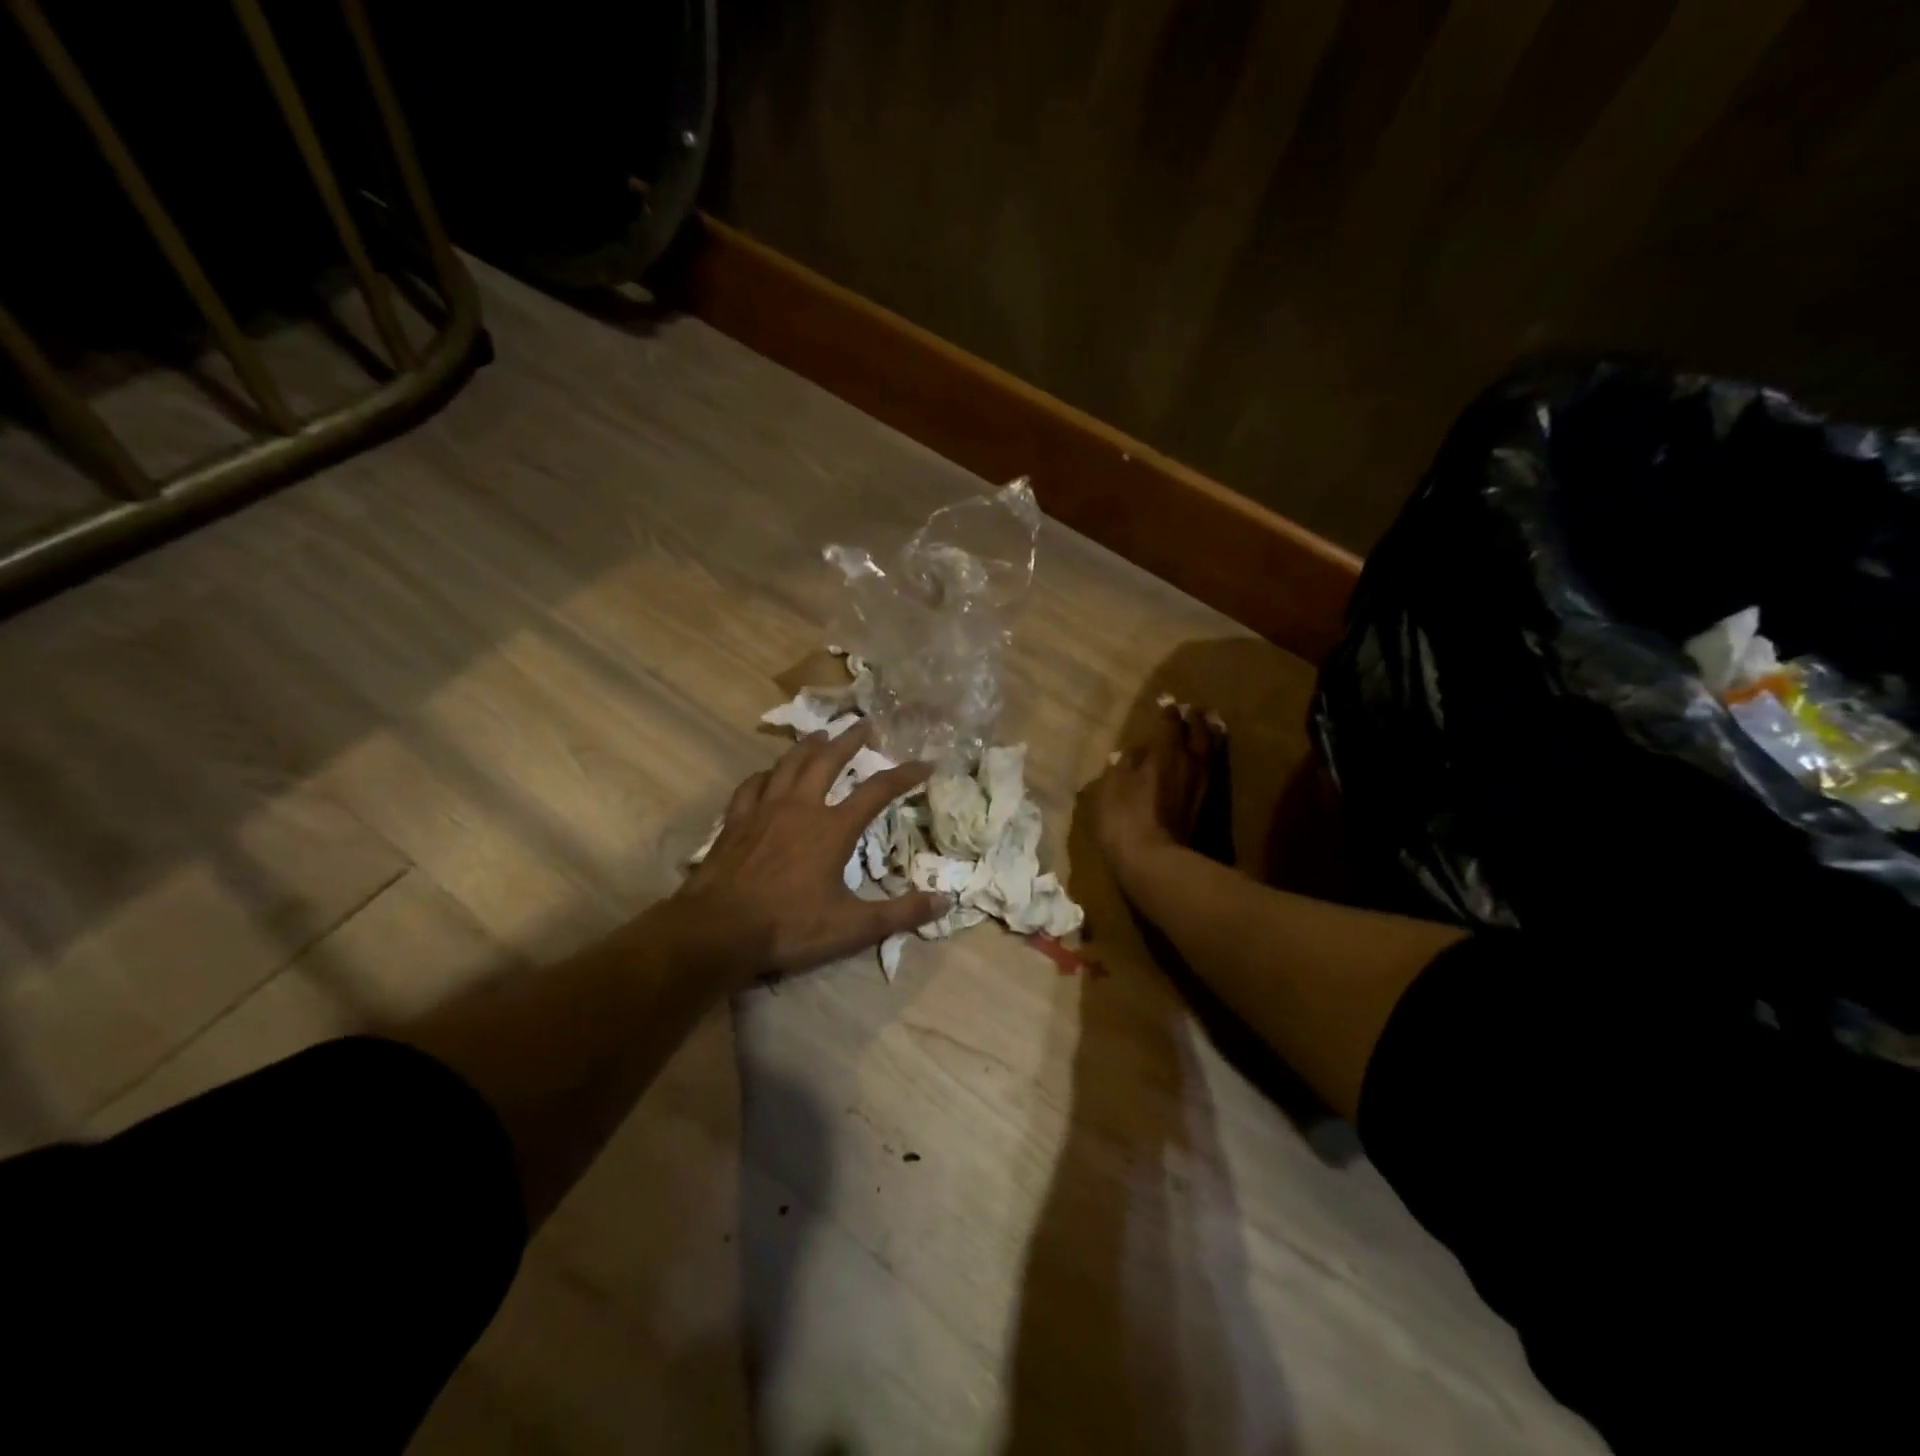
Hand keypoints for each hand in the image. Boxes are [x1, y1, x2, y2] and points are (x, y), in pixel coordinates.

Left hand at [674, 725, 946, 981]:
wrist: (718, 931)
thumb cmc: (789, 926)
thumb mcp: (853, 927)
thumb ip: (900, 913)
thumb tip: (945, 901)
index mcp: (832, 828)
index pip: (877, 791)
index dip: (904, 775)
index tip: (926, 763)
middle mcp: (800, 807)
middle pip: (828, 761)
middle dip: (850, 740)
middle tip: (865, 724)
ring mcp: (764, 810)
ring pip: (789, 764)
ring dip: (808, 746)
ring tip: (821, 733)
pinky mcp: (736, 821)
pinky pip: (752, 786)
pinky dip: (766, 774)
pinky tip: (768, 774)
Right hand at [1095, 700, 1218, 885]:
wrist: (1154, 862)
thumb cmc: (1125, 820)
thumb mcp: (1111, 789)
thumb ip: (1122, 766)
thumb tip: (1130, 752)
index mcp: (1164, 754)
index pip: (1169, 724)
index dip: (1168, 711)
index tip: (1167, 699)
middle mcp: (1188, 764)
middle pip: (1197, 734)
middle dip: (1195, 719)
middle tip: (1194, 708)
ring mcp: (1202, 786)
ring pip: (1209, 752)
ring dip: (1209, 736)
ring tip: (1210, 725)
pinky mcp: (1208, 806)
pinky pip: (1211, 771)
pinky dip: (1211, 759)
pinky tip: (1206, 760)